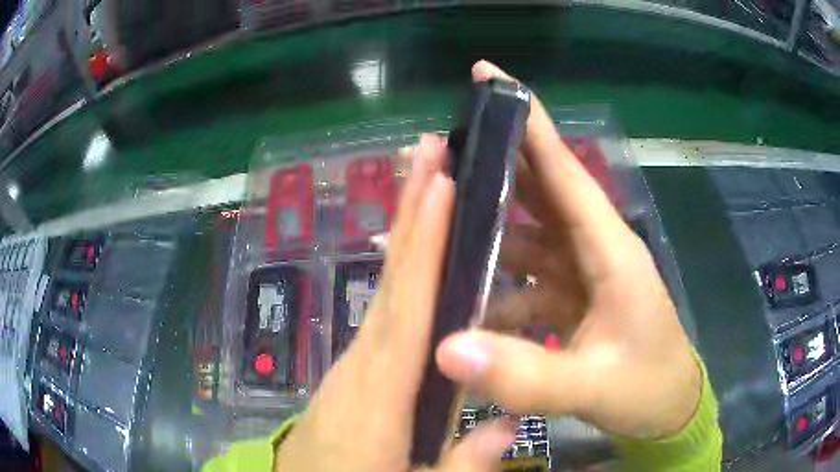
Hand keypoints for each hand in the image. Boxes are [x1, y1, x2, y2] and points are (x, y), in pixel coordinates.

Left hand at [275, 135, 515, 471]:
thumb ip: (462, 462)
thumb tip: (511, 420)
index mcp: (381, 391)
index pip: (409, 304)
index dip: (426, 242)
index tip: (441, 183)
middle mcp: (362, 362)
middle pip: (392, 278)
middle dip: (411, 210)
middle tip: (429, 150)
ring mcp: (352, 363)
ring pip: (385, 289)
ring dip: (406, 232)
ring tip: (428, 182)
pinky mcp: (351, 371)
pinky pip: (381, 311)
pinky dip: (400, 273)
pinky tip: (416, 255)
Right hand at [436, 61, 701, 439]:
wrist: (669, 411)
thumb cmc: (649, 389)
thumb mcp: (595, 385)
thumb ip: (528, 374)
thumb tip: (446, 348)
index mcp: (609, 248)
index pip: (562, 167)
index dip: (525, 119)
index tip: (485, 75)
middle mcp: (594, 249)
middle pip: (539, 191)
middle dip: (493, 166)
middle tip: (437, 153)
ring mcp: (583, 276)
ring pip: (528, 236)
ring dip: (488, 230)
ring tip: (437, 228)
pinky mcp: (574, 301)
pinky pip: (529, 282)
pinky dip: (500, 288)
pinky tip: (468, 306)